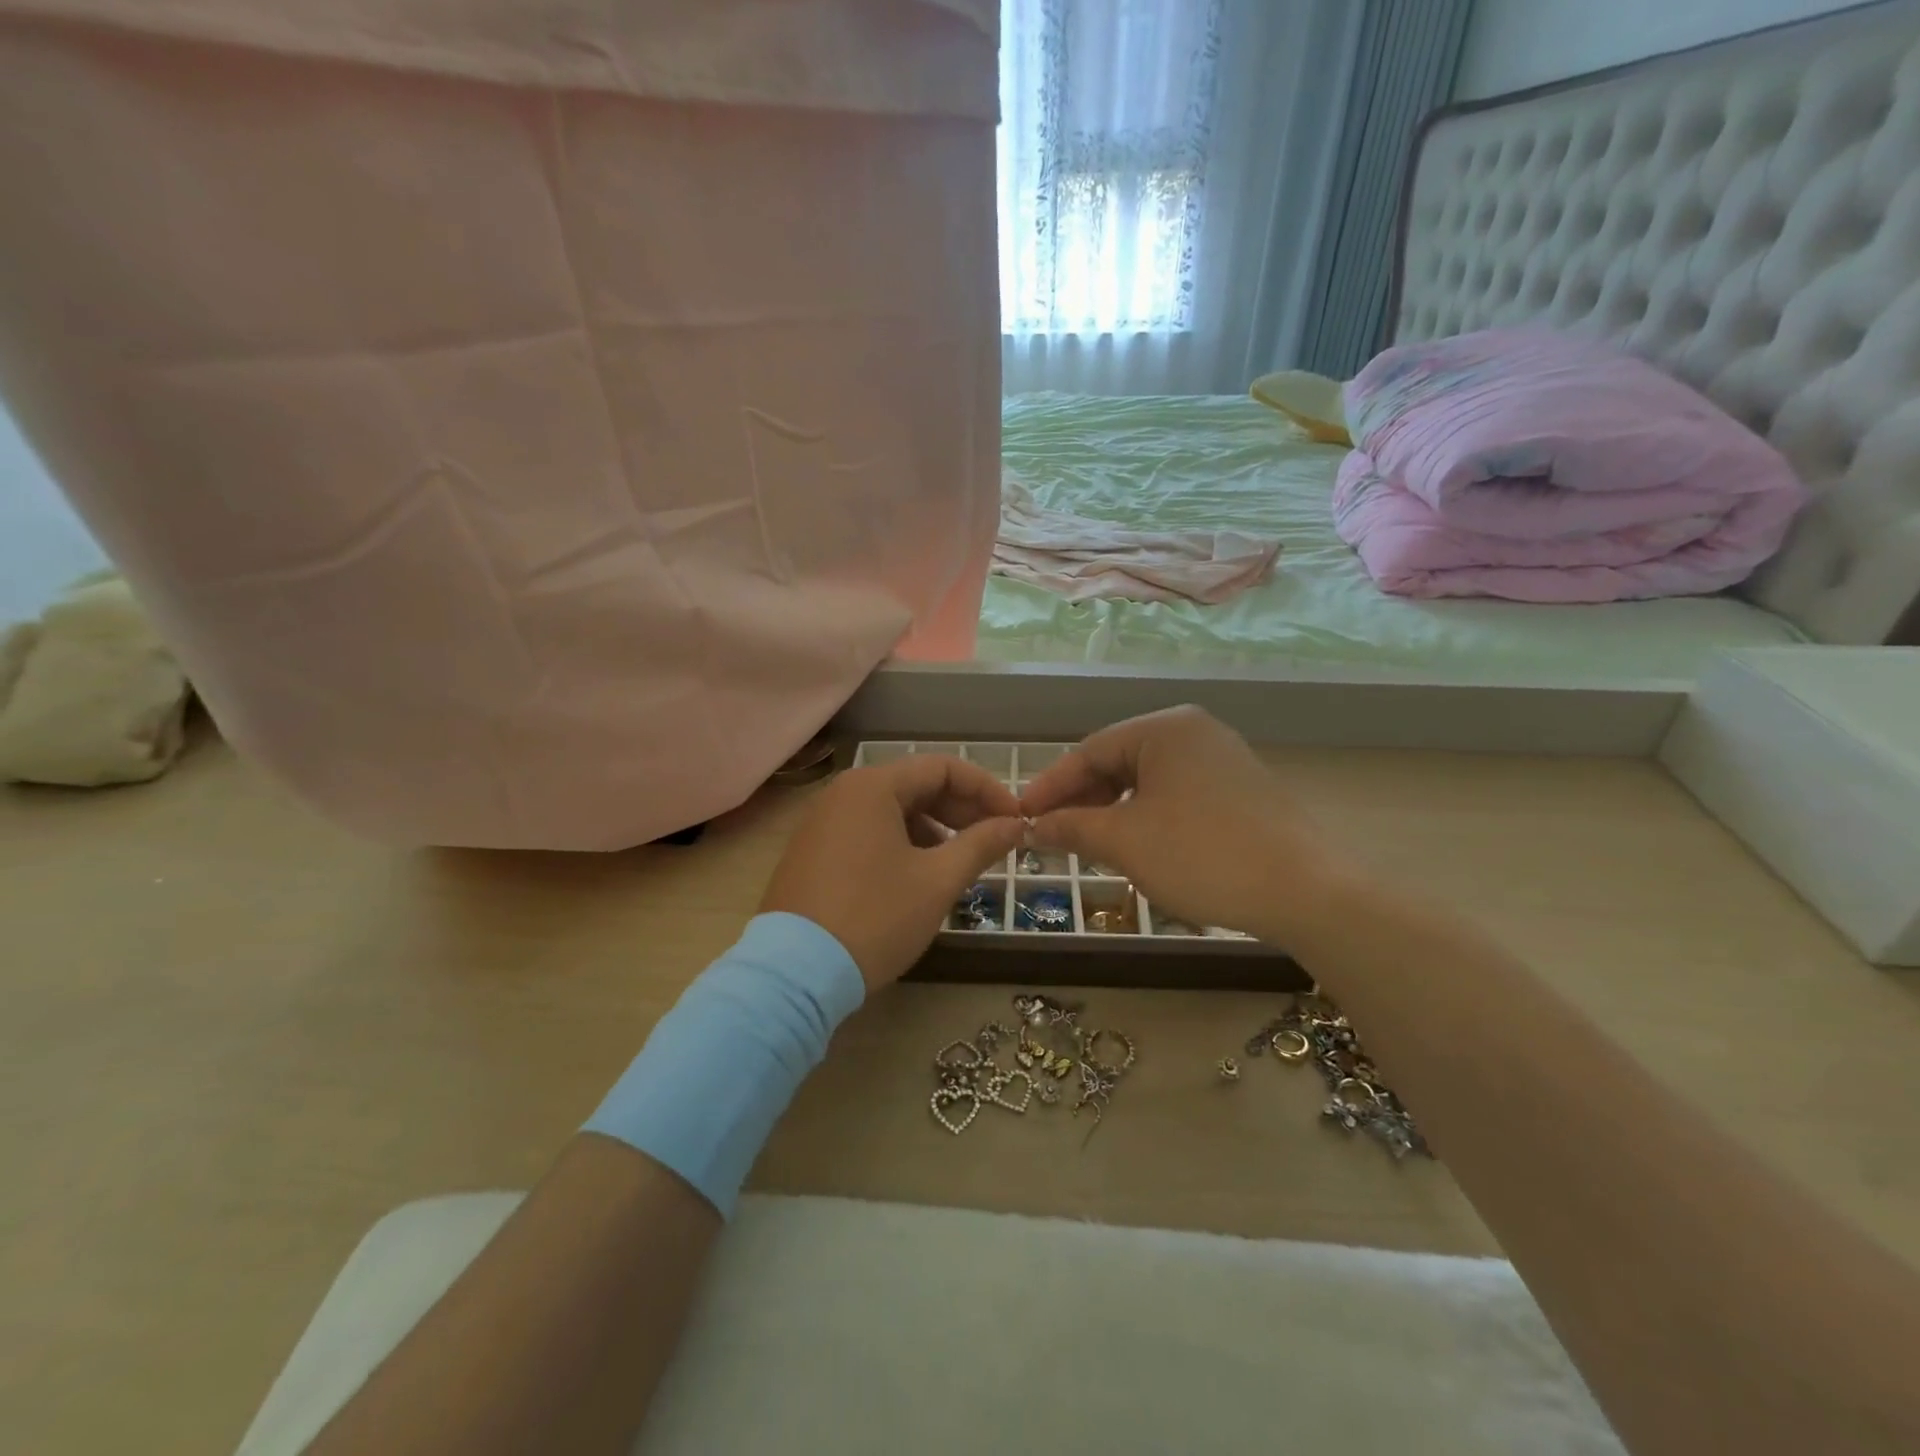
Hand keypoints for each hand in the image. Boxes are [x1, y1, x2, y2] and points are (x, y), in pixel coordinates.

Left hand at [760, 755, 1023, 988]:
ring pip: (892, 810)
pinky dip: (902, 843)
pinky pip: (868, 832)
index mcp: (873, 786)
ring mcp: (822, 822)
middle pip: (916, 785)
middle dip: (961, 810)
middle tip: (995, 841)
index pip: (943, 768)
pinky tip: (918, 876)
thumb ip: (981, 845)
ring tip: (959, 863)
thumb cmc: (875, 918)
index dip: (987, 789)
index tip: (1016, 819)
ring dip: (934, 829)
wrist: (794, 975)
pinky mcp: (812, 852)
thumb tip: (1015, 825)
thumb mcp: (937, 881)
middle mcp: (843, 793)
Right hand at [1018, 707, 1353, 941]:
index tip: (1021, 816)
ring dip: (1111, 810)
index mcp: (1164, 728)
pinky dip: (1146, 816)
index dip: (1050, 786)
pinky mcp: (1239, 789)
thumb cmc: (1202, 855)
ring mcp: (1221, 758)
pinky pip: (1175, 794)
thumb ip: (1071, 827)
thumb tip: (1031, 826)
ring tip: (1089, 842)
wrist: (1306, 891)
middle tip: (1052, 833)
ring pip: (1147, 780)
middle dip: (1082, 799)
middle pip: (1119, 761)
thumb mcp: (1125, 841)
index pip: (1089, 750)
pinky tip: (1136, 845)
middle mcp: (1194, 732)